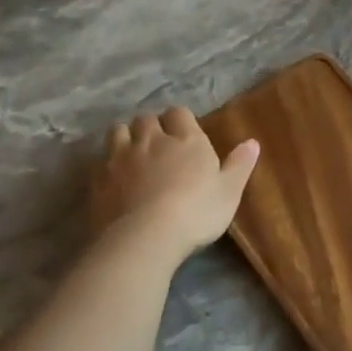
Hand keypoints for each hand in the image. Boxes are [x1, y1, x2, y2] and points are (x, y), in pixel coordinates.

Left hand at [91, 106, 258, 258]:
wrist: (145, 237)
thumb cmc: (197, 212)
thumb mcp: (229, 191)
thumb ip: (240, 164)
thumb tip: (252, 142)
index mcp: (187, 140)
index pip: (179, 113)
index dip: (180, 120)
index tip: (185, 131)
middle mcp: (152, 140)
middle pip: (146, 119)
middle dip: (152, 125)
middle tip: (159, 141)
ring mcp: (121, 158)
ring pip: (118, 131)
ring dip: (126, 136)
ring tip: (133, 151)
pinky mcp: (99, 179)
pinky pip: (100, 160)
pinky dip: (108, 162)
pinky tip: (115, 177)